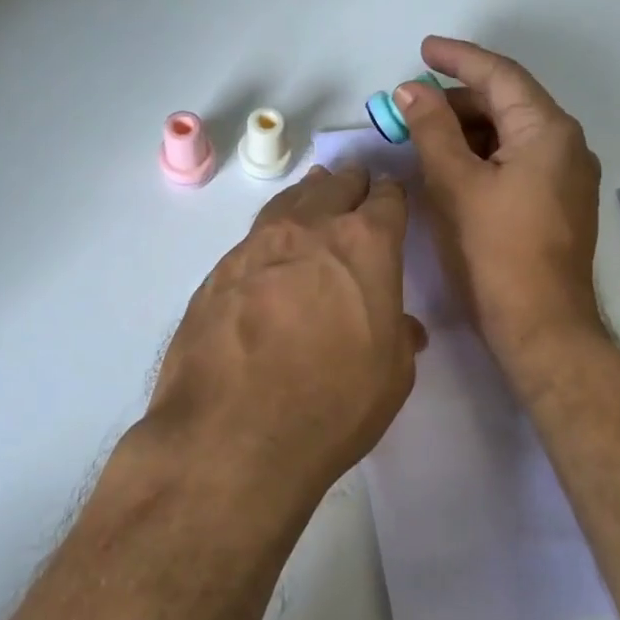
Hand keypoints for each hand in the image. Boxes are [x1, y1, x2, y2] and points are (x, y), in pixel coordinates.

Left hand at [146, 166, 425, 509]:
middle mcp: (310, 230)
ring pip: (289, 202)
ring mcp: (256, 246)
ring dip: (308, 195)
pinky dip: (272, 231)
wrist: (231, 435)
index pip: (386, 201)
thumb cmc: (331, 406)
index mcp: (364, 246)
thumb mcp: (390, 377)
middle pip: (334, 186)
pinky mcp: (218, 271)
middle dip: (351, 184)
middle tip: (356, 184)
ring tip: (315, 191)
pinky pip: (254, 236)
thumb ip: (397, 336)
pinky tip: (272, 248)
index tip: (392, 196)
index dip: (392, 196)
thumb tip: (401, 324)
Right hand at [394, 36, 604, 379]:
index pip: (500, 75)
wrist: (541, 326)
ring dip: (467, 130)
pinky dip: (482, 156)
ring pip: (510, 136)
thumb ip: (431, 129)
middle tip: (409, 106)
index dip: (458, 58)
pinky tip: (450, 167)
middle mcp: (567, 145)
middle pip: (507, 104)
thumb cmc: (494, 252)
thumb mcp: (454, 184)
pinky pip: (517, 162)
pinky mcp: (558, 204)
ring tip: (422, 136)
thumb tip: (410, 90)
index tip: (423, 49)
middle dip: (457, 100)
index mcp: (547, 131)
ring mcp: (566, 177)